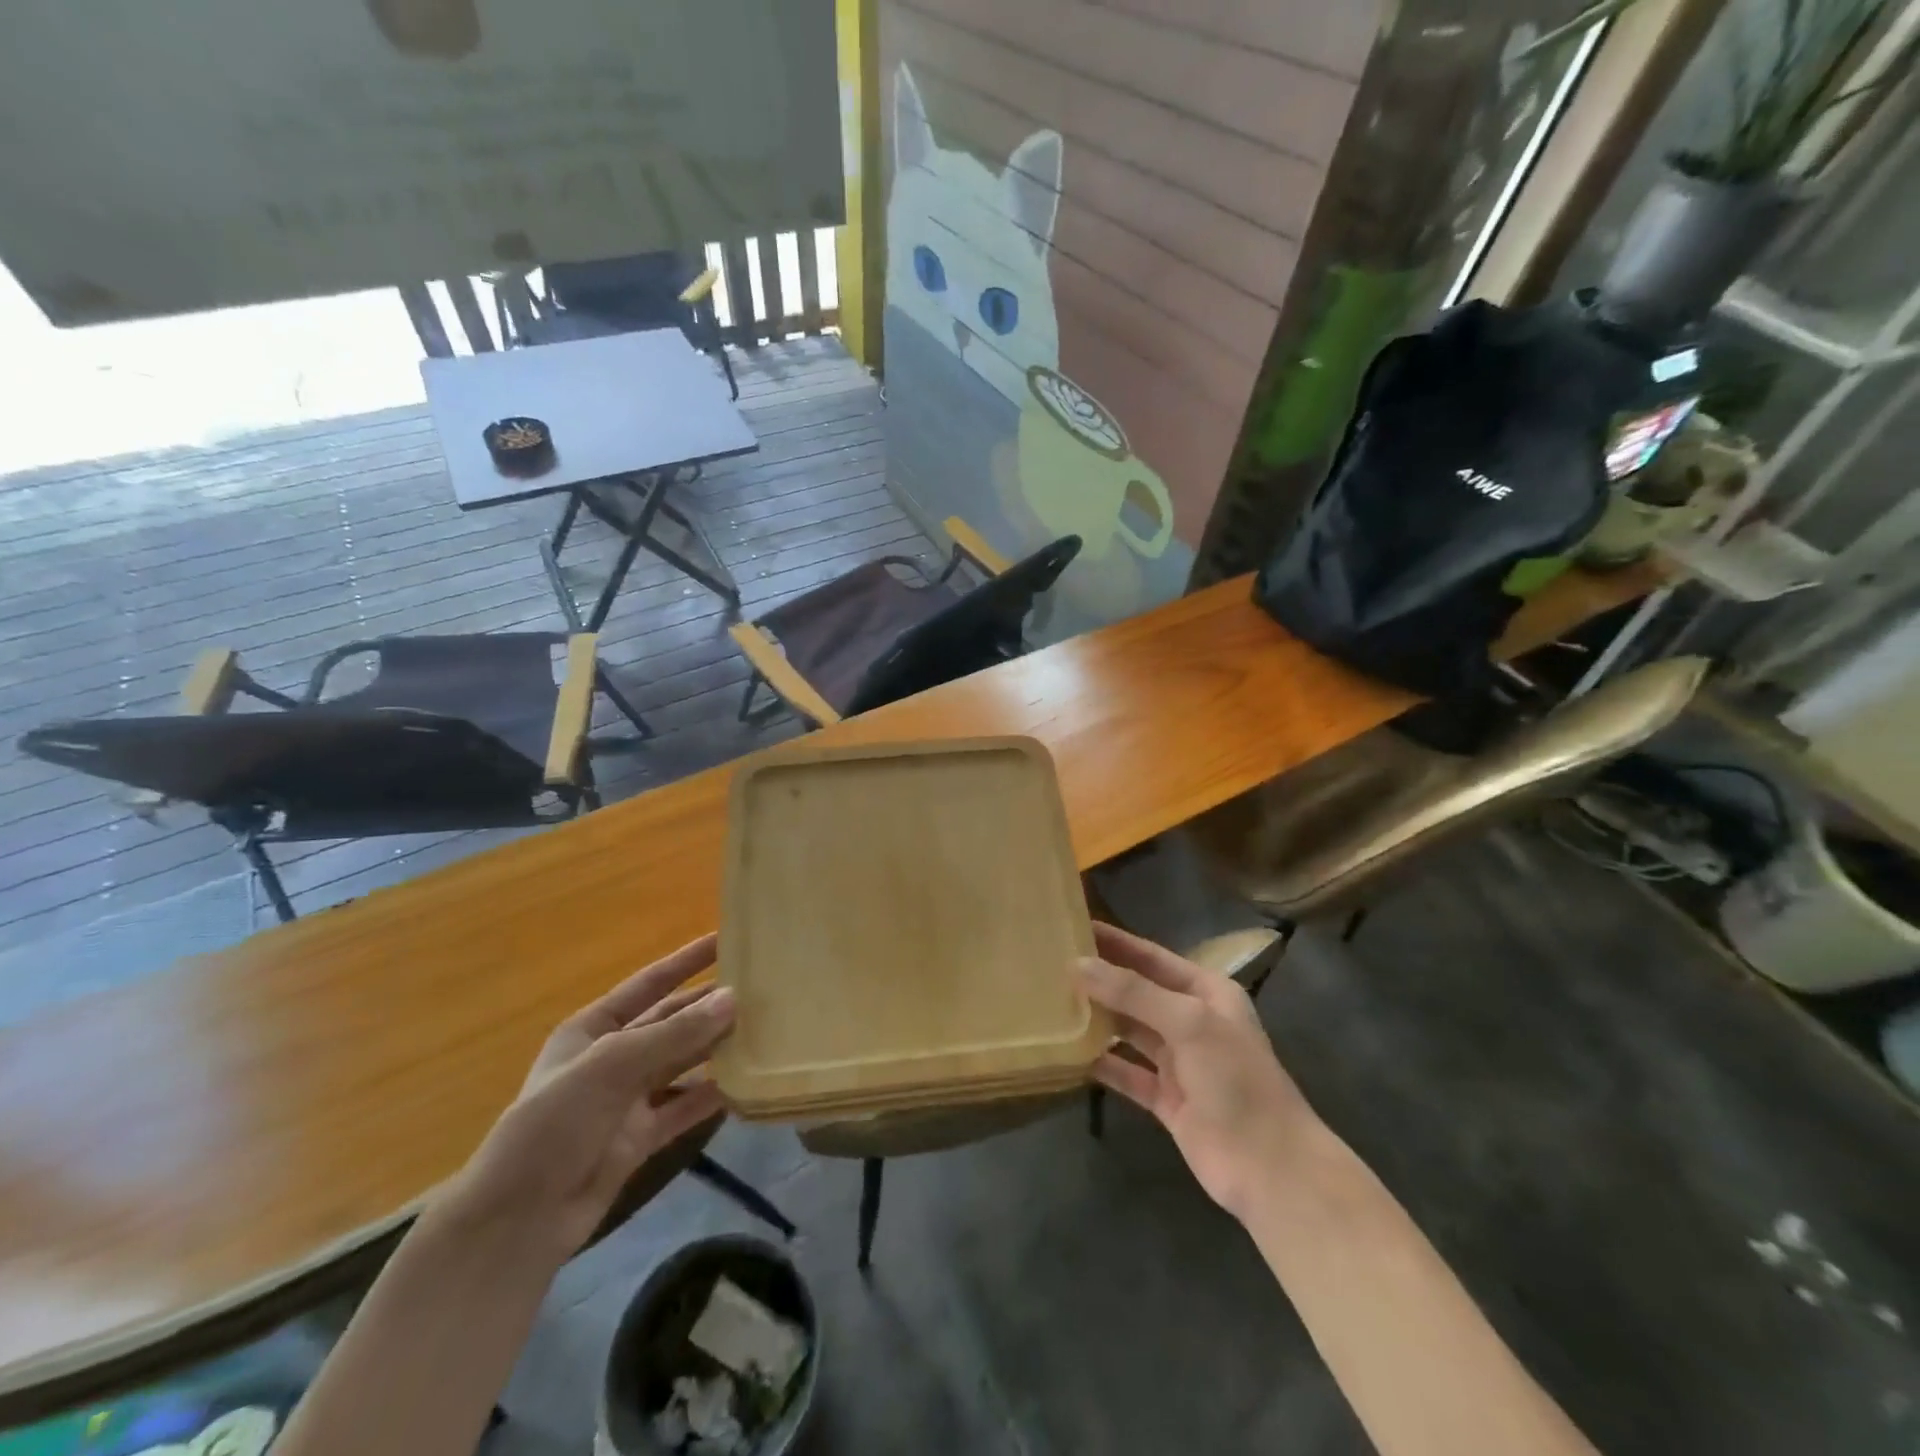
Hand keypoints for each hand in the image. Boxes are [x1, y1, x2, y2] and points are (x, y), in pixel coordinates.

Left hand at [448, 935, 735, 1257]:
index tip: (727, 938)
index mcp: (593, 1028)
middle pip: (671, 1021)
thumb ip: (674, 1033)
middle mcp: (613, 1057)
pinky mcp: (642, 1136)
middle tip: (760, 987)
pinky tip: (747, 1083)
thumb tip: (733, 998)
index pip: (649, 983)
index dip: (686, 960)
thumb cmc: (554, 1124)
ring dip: (716, 1047)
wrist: (518, 1221)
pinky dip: (713, 1095)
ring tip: (764, 1029)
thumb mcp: (611, 1066)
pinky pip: (685, 1106)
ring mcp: (628, 1098)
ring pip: (683, 1062)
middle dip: (710, 1004)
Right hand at [1082, 922, 1316, 1218]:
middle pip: (1138, 992)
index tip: (1076, 926)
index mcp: (1207, 993)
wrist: (1270, 1169)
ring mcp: (1179, 1062)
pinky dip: (1101, 1063)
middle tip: (1053, 963)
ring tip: (1053, 1001)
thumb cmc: (1236, 1079)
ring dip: (1098, 1019)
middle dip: (1101, 979)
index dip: (1116, 942)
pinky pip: (1126, 1073)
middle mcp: (1192, 1021)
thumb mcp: (1188, 1022)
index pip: (1152, 957)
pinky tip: (1069, 1054)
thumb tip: (1079, 964)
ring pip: (1129, 1031)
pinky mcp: (1167, 1099)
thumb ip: (1133, 992)